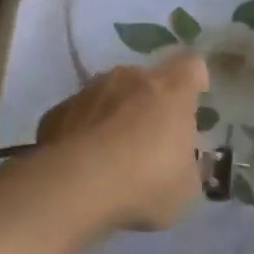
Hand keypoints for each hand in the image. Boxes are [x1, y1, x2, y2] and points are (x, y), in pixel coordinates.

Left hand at [36, 51, 209, 230]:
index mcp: (172, 89)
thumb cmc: (145, 181)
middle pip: (148, 79)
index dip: (195, 81)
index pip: (192, 66)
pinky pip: (80, 115)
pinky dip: (84, 131)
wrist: (75, 186)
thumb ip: (190, 168)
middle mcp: (131, 78)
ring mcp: (90, 91)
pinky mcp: (57, 111)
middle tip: (152, 137)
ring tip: (113, 152)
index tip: (194, 101)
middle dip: (152, 101)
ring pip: (110, 94)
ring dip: (116, 114)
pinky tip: (84, 162)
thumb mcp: (186, 188)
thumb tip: (186, 165)